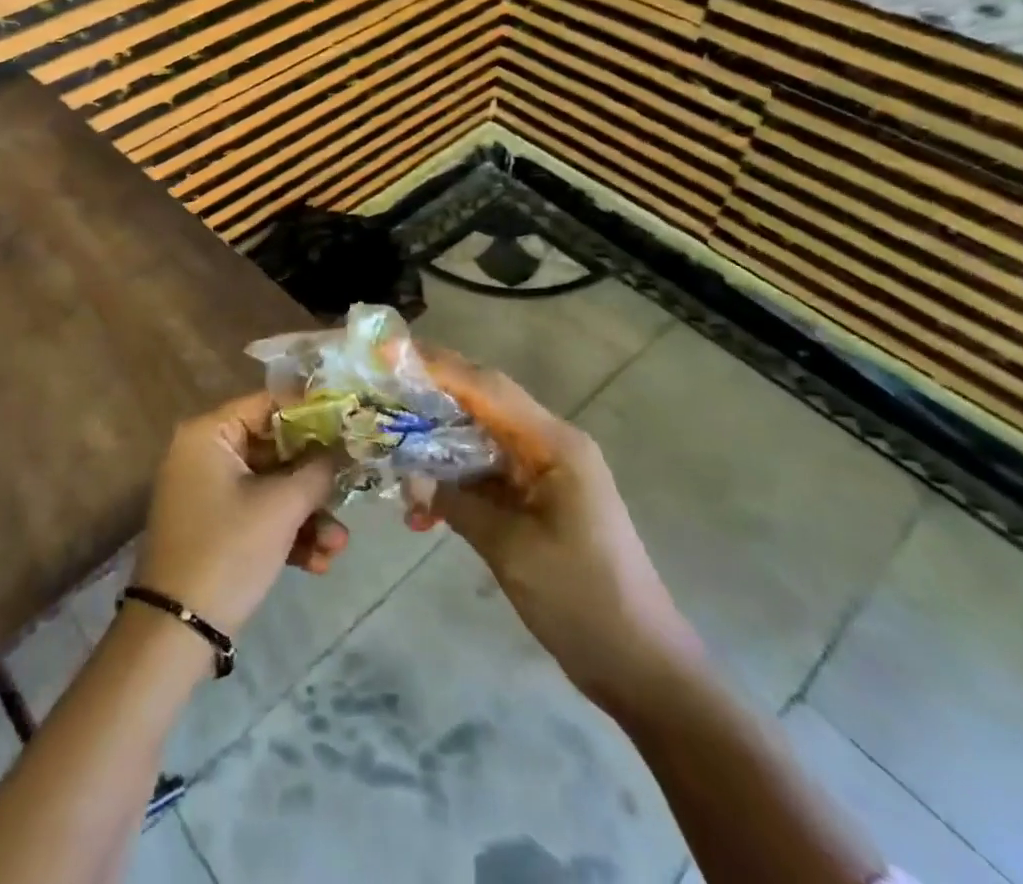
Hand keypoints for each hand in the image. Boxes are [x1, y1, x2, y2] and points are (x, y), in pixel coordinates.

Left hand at [132, 392, 347, 636]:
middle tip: (353, 491)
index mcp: (209, 434)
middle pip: (275, 450)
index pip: (268, 405)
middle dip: (315, 481)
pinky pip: (259, 515)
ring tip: (338, 546)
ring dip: (308, 515)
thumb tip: (341, 450)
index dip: (312, 415)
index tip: (350, 427)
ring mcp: (210, 493)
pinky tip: (319, 563)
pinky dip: (287, 534)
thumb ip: (317, 471)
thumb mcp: (281, 507)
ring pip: (272, 488)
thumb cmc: (228, 550)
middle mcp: (206, 455)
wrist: (177, 632)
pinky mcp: (216, 528)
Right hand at [417, 349, 705, 714]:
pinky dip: (454, 483)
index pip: (486, 387)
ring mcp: (545, 473)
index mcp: (554, 445)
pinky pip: (487, 475)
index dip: (437, 366)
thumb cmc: (583, 601)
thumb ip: (457, 503)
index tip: (390, 353)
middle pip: (482, 403)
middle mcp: (550, 445)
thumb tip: (409, 477)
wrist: (642, 668)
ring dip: (436, 447)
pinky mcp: (538, 500)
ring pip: (479, 439)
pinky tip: (422, 510)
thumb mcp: (512, 550)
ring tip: (389, 453)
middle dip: (430, 397)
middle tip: (380, 392)